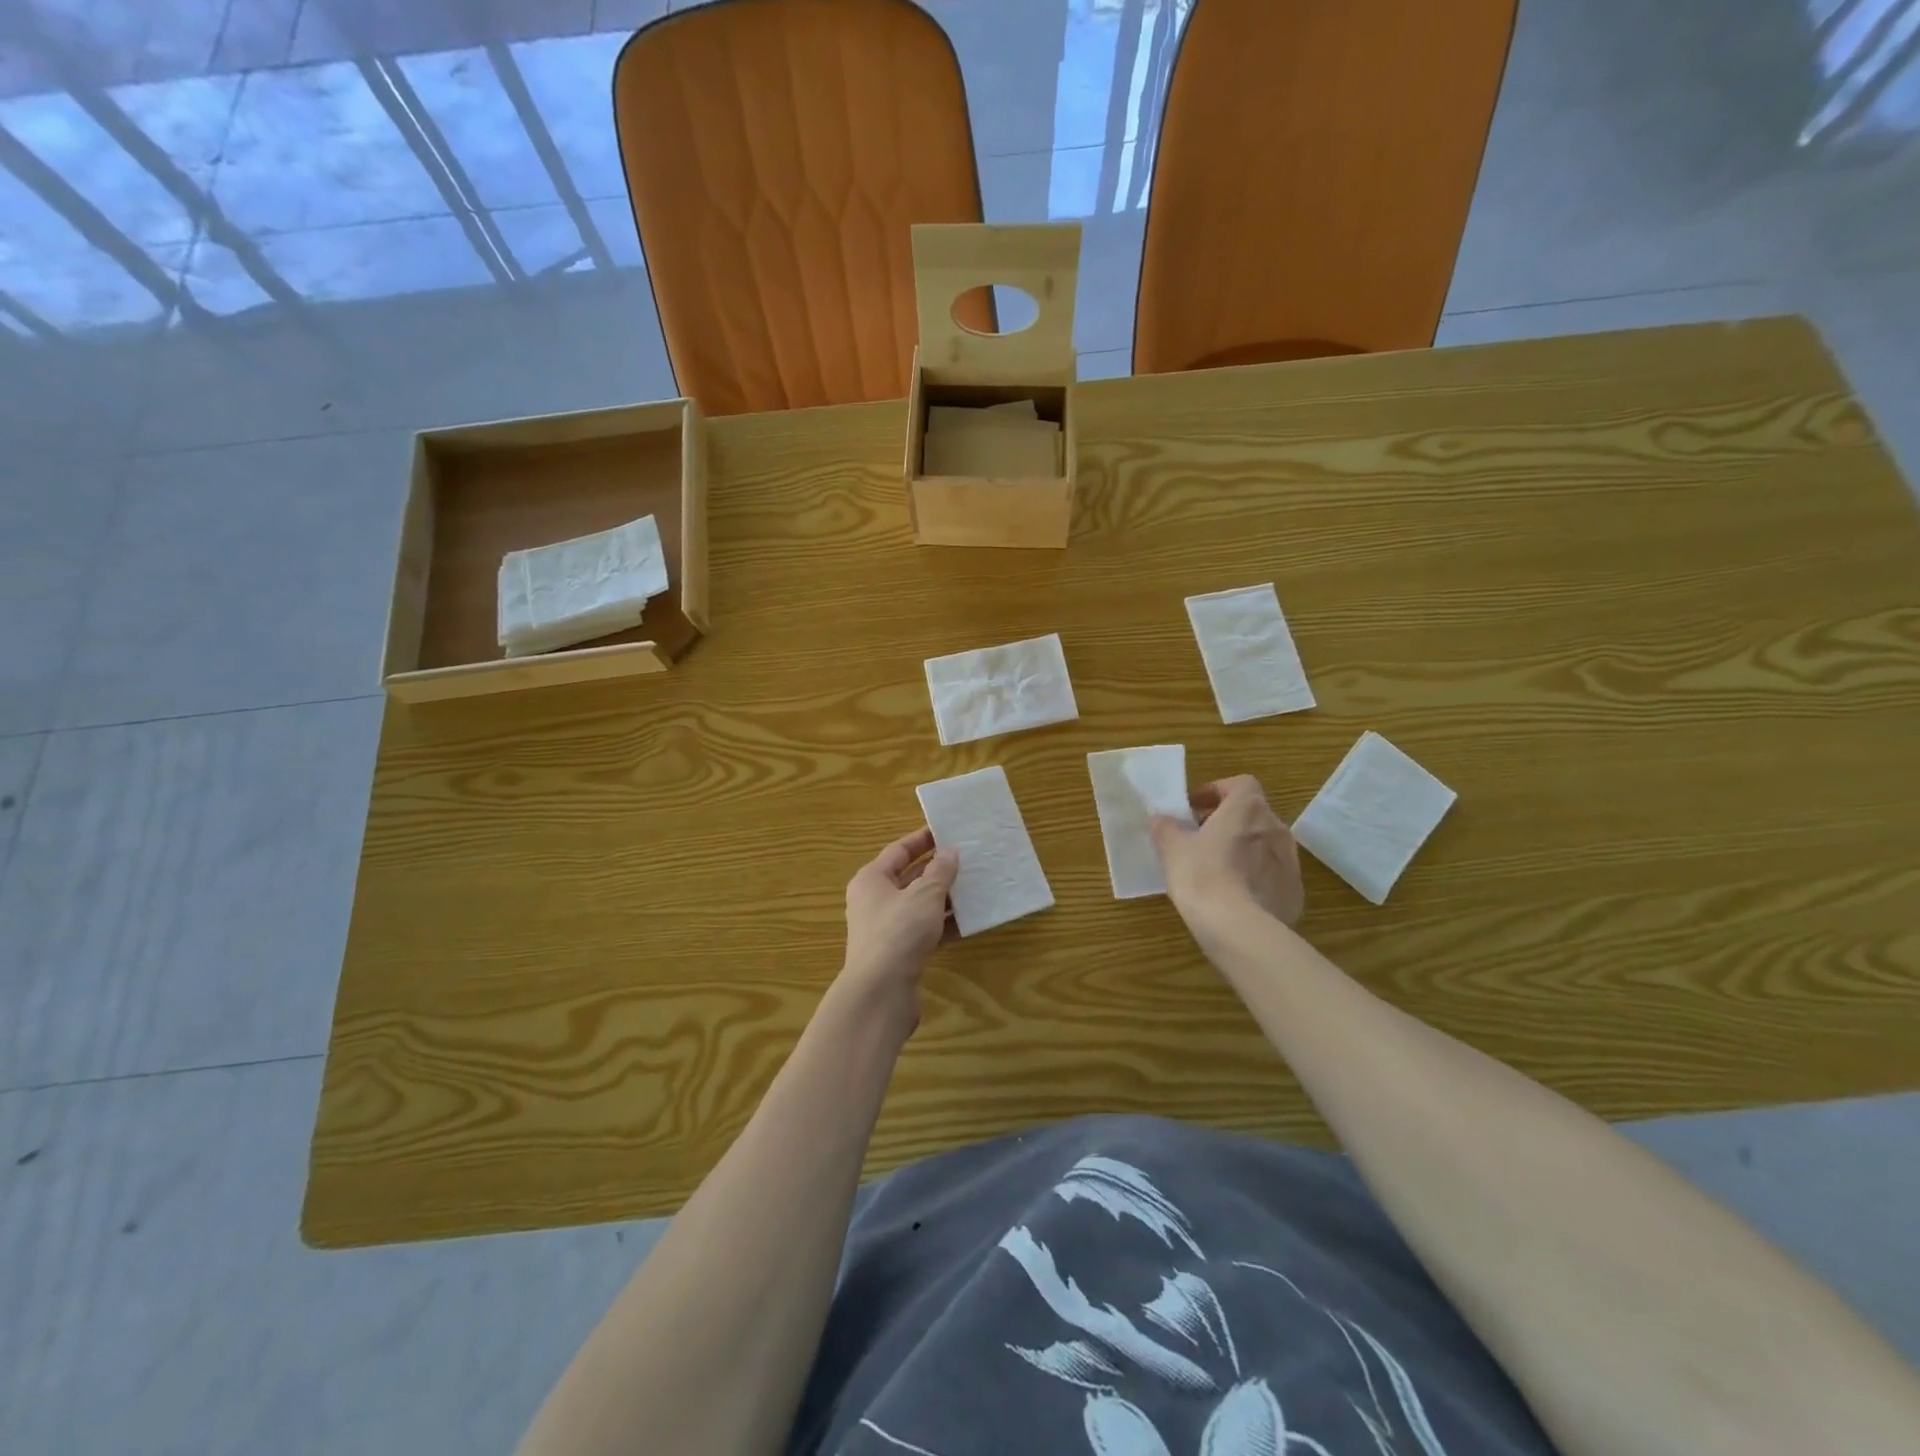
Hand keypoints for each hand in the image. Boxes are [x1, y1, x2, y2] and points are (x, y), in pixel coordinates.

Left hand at [837, 827, 958, 1031]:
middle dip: (937, 870)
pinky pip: (925, 930)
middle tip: (967, 859)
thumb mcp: (924, 895)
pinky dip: (944, 924)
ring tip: (974, 887)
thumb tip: (949, 853)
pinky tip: (969, 921)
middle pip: (909, 878)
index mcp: (872, 880)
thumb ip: (940, 872)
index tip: (947, 832)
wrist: (880, 993)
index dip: (922, 840)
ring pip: (919, 906)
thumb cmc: (899, 932)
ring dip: (944, 898)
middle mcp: (875, 901)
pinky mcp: (899, 953)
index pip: (898, 851)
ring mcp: (886, 929)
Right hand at [1150, 775, 1304, 933]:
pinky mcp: (1295, 892)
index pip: (1239, 784)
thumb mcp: (1172, 848)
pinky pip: (1272, 875)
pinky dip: (1255, 877)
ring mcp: (1291, 861)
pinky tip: (1235, 896)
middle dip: (1227, 822)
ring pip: (1264, 845)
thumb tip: (1161, 819)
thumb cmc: (1202, 876)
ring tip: (1216, 869)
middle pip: (1252, 814)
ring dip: (1243, 849)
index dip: (1216, 791)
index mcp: (1247, 808)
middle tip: (1200, 839)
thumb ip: (1165, 827)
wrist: (1239, 929)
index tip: (1194, 809)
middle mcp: (1276, 828)